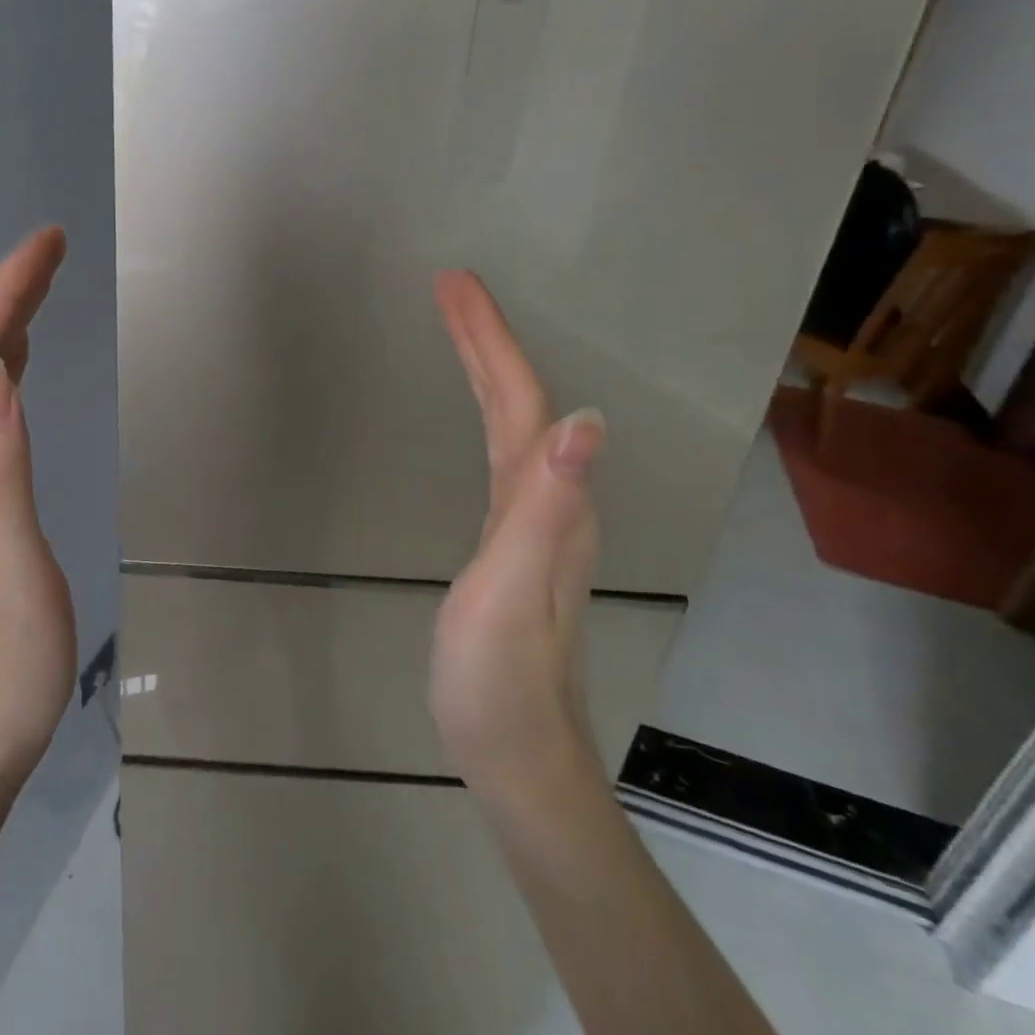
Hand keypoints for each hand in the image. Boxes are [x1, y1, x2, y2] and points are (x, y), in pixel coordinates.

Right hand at [429, 270, 605, 802]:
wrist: (516, 751)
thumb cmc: (500, 677)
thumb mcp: (511, 591)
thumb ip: (544, 509)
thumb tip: (584, 422)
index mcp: (545, 498)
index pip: (520, 398)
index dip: (489, 338)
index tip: (454, 283)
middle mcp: (550, 496)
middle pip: (519, 398)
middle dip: (486, 337)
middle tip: (450, 286)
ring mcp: (534, 517)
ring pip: (513, 419)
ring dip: (487, 365)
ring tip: (458, 326)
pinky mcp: (513, 537)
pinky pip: (501, 448)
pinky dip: (485, 408)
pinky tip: (477, 411)